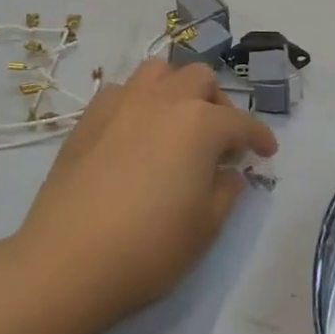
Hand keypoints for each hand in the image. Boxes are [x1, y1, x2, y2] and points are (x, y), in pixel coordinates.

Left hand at [9, 59, 277, 330]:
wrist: (68, 261)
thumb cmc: (149, 248)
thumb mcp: (206, 226)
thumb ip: (226, 190)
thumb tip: (228, 171)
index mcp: (199, 124)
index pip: (241, 122)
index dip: (259, 137)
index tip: (266, 153)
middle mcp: (161, 101)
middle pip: (200, 79)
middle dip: (218, 103)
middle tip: (220, 139)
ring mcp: (120, 105)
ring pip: (157, 72)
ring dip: (176, 90)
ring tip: (177, 124)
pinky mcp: (87, 119)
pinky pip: (121, 92)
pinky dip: (139, 103)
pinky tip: (136, 134)